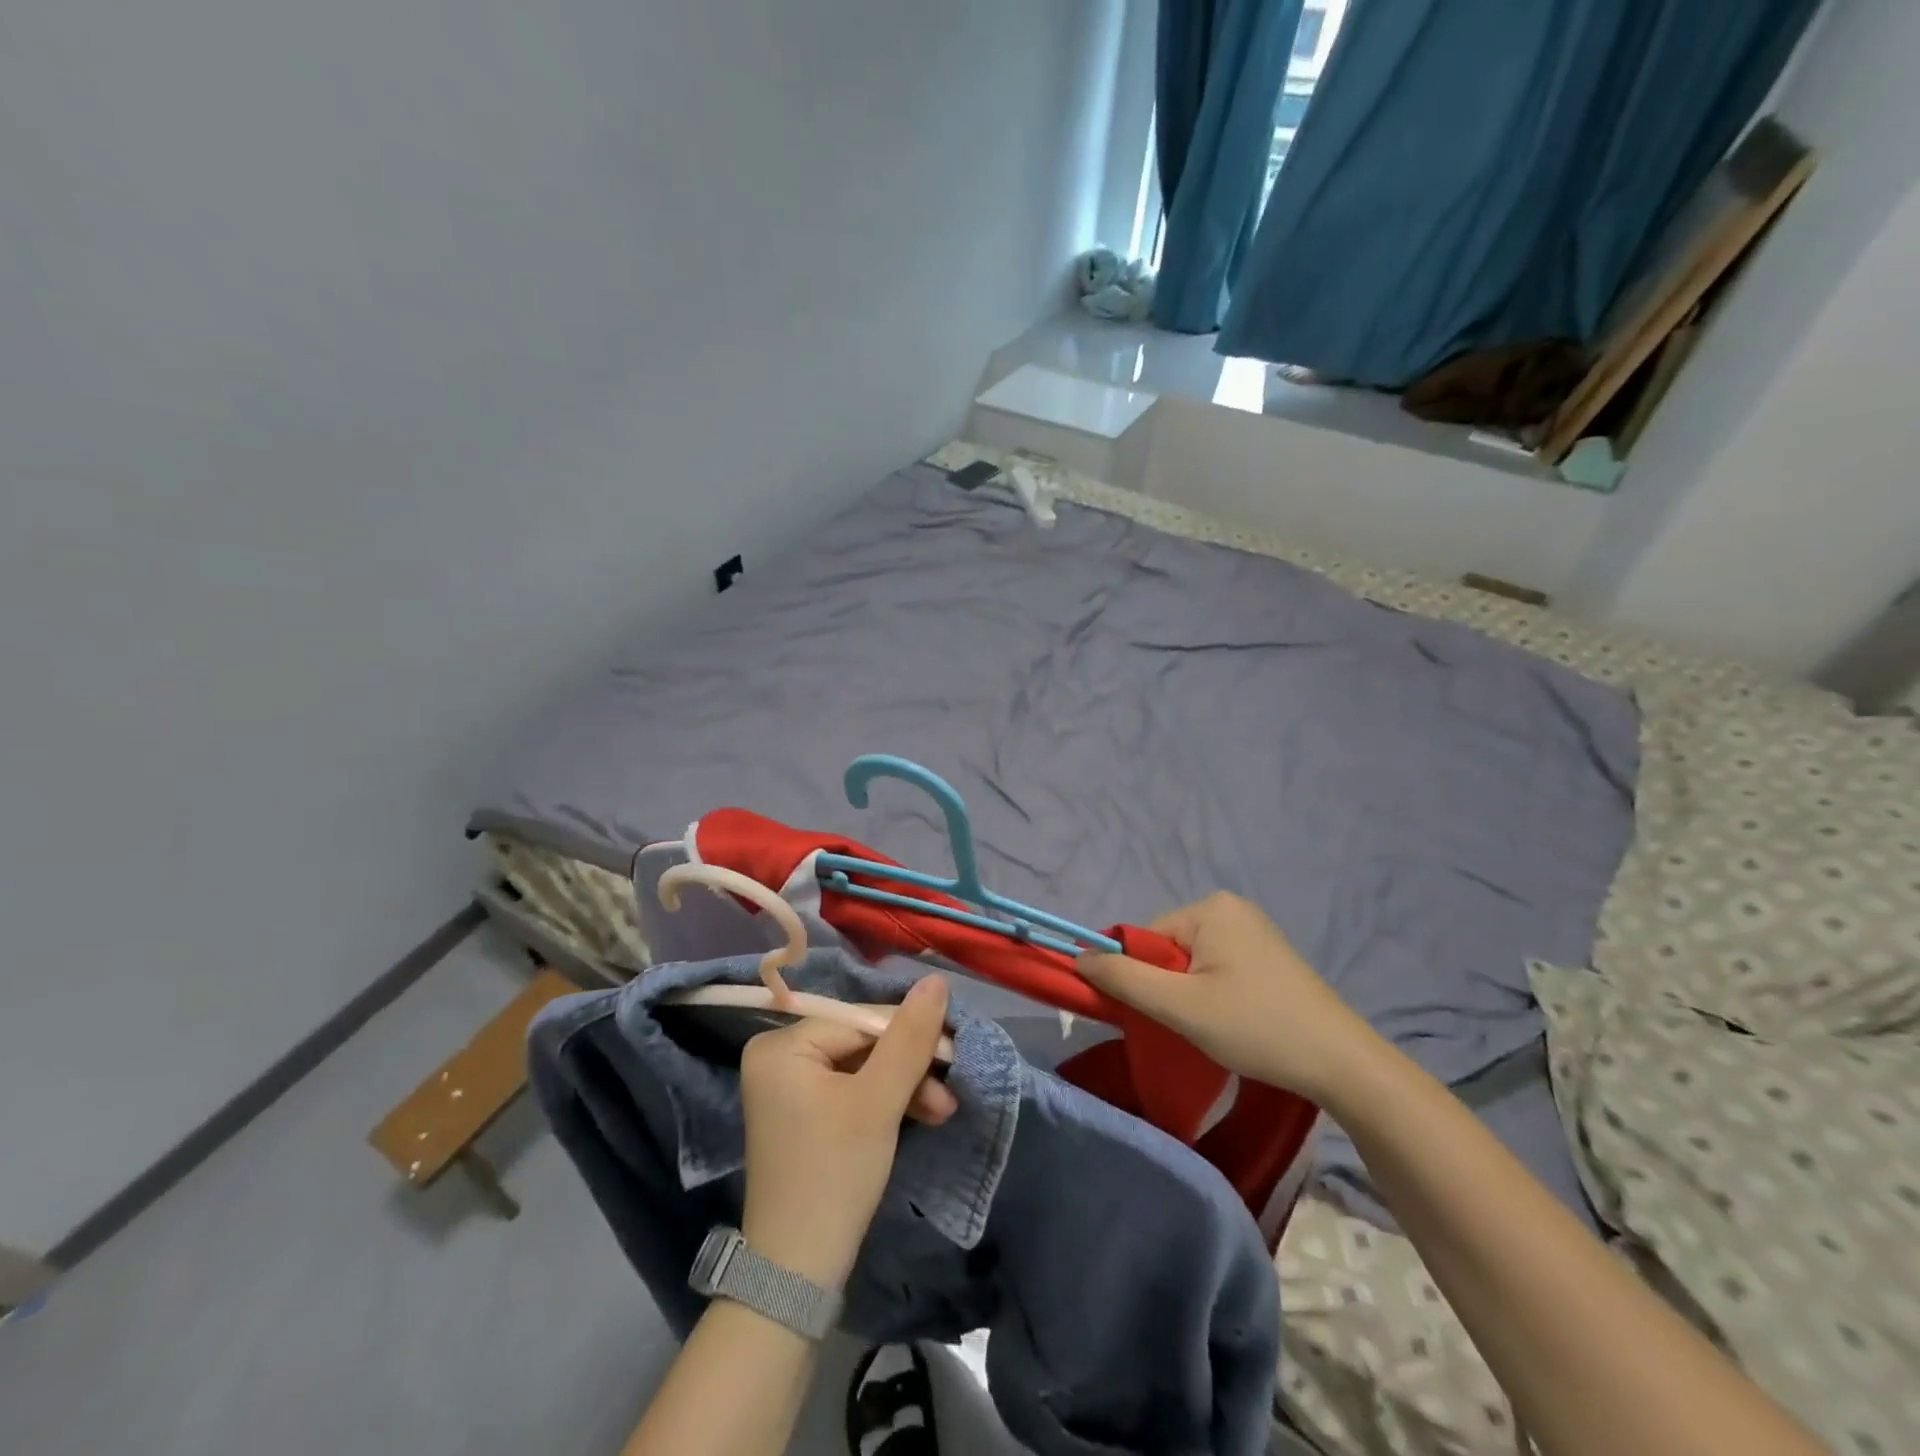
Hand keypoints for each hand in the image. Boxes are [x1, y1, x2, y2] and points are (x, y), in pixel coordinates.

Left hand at [738, 976, 955, 1288]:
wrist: (796, 1276)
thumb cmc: (835, 1175)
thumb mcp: (879, 1102)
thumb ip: (908, 1038)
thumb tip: (936, 981)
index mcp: (782, 1046)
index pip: (860, 1021)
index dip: (909, 1033)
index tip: (953, 1051)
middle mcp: (778, 1057)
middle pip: (861, 1044)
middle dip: (909, 1069)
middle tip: (949, 1093)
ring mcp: (789, 1088)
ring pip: (862, 1069)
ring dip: (904, 1088)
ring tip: (942, 1112)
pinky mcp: (804, 1115)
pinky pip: (852, 1091)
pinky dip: (885, 1103)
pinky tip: (921, 1115)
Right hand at [1079, 892, 1373, 1102]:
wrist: (1342, 1063)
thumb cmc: (1256, 1027)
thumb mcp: (1180, 1006)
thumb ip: (1124, 979)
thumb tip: (1077, 957)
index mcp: (1210, 907)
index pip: (1146, 938)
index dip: (1143, 978)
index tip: (1159, 1014)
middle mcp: (1230, 907)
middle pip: (1168, 948)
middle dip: (1169, 987)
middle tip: (1191, 1025)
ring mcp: (1253, 930)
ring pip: (1191, 962)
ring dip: (1190, 994)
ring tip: (1216, 1026)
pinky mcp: (1267, 954)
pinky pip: (1217, 966)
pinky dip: (1212, 993)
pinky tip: (1233, 1020)